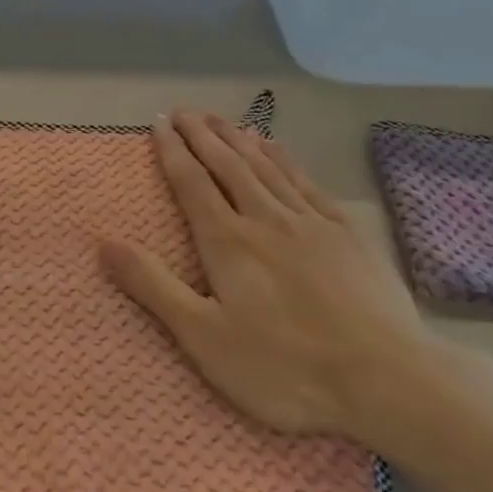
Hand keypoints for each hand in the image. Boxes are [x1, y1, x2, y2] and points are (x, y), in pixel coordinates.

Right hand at [100, 110, 443, 446]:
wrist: (388, 380)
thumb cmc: (285, 368)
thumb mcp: (204, 338)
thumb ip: (153, 286)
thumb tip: (104, 242)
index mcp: (228, 242)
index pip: (192, 183)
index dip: (172, 151)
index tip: (158, 123)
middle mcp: (266, 219)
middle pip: (228, 165)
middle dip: (202, 135)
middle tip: (183, 111)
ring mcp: (311, 222)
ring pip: (266, 167)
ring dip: (239, 139)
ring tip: (221, 119)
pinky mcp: (347, 233)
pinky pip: (306, 182)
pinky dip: (285, 159)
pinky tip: (277, 149)